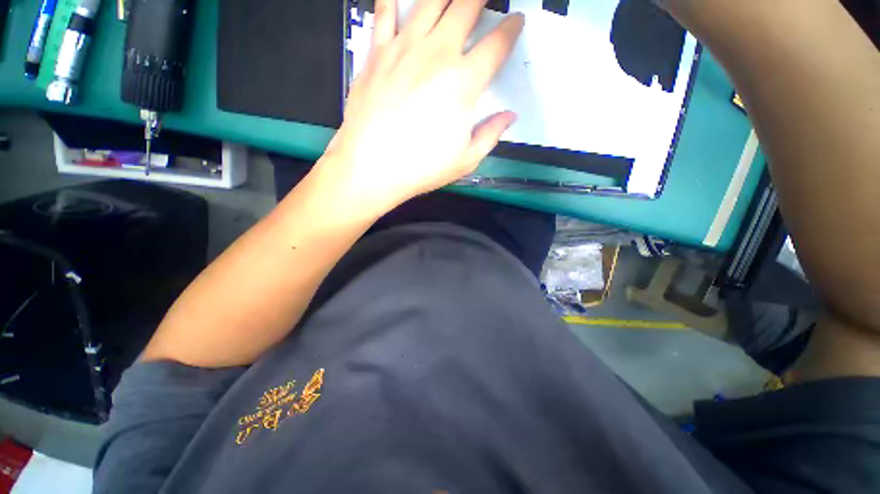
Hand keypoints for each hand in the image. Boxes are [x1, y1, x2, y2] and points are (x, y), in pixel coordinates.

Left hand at [317, 0, 523, 213]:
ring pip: (430, 1)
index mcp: (464, 82)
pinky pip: (384, 11)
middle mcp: (437, 54)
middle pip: (466, 8)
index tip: (516, 22)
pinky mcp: (377, 52)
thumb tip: (509, 117)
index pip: (497, 44)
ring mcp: (404, 48)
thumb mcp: (465, 160)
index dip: (511, 29)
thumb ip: (491, 134)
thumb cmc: (421, 167)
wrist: (372, 166)